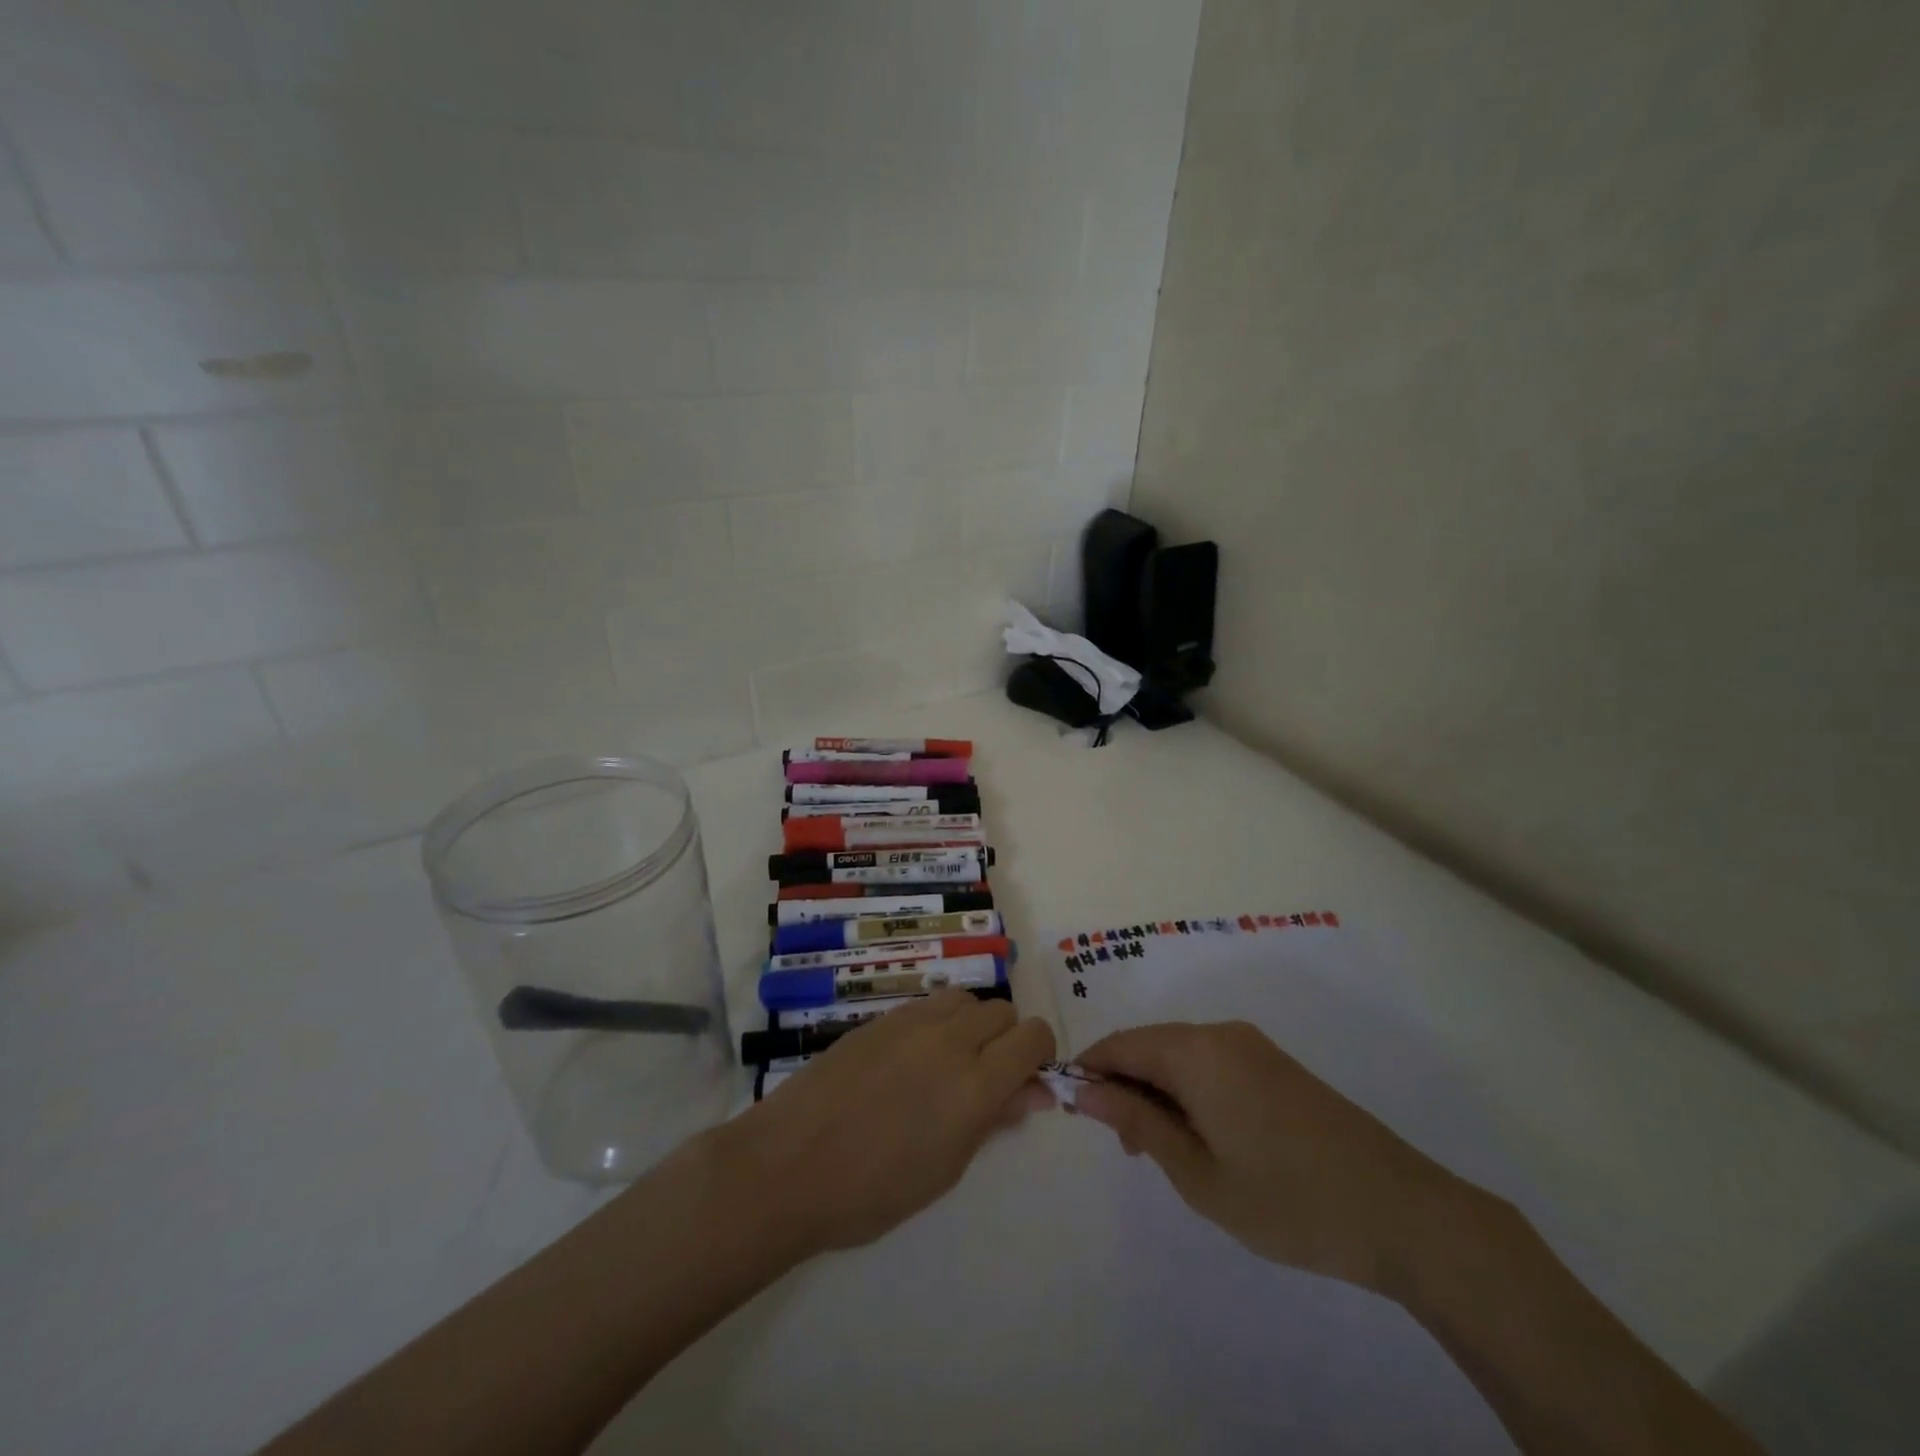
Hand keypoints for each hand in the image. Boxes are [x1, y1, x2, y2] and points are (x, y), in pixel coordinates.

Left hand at [720, 992, 1055, 1256]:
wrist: (790, 1164)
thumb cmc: (872, 1190)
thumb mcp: (945, 1168)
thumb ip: (992, 1120)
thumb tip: (1030, 1093)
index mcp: (974, 1083)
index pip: (1032, 1037)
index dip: (1040, 1053)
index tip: (1029, 1078)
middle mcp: (949, 1039)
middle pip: (1001, 1011)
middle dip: (1007, 1039)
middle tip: (987, 1078)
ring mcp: (911, 1022)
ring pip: (964, 998)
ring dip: (971, 1024)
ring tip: (949, 1063)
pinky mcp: (879, 1018)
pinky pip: (927, 1005)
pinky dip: (937, 1022)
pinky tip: (911, 1059)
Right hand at [1074, 1020, 1471, 1295]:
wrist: (1403, 1213)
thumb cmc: (1288, 1199)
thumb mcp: (1198, 1173)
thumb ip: (1137, 1121)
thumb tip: (1084, 1088)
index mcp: (1196, 1051)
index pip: (1120, 1044)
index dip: (1090, 1072)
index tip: (1075, 1113)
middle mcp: (1220, 1033)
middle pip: (1149, 1045)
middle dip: (1124, 1085)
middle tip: (1125, 1146)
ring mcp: (1252, 1046)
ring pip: (1180, 1055)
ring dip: (1158, 1091)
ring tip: (1163, 1151)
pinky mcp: (1275, 1065)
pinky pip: (1211, 1063)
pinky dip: (1190, 1091)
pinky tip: (1203, 1137)